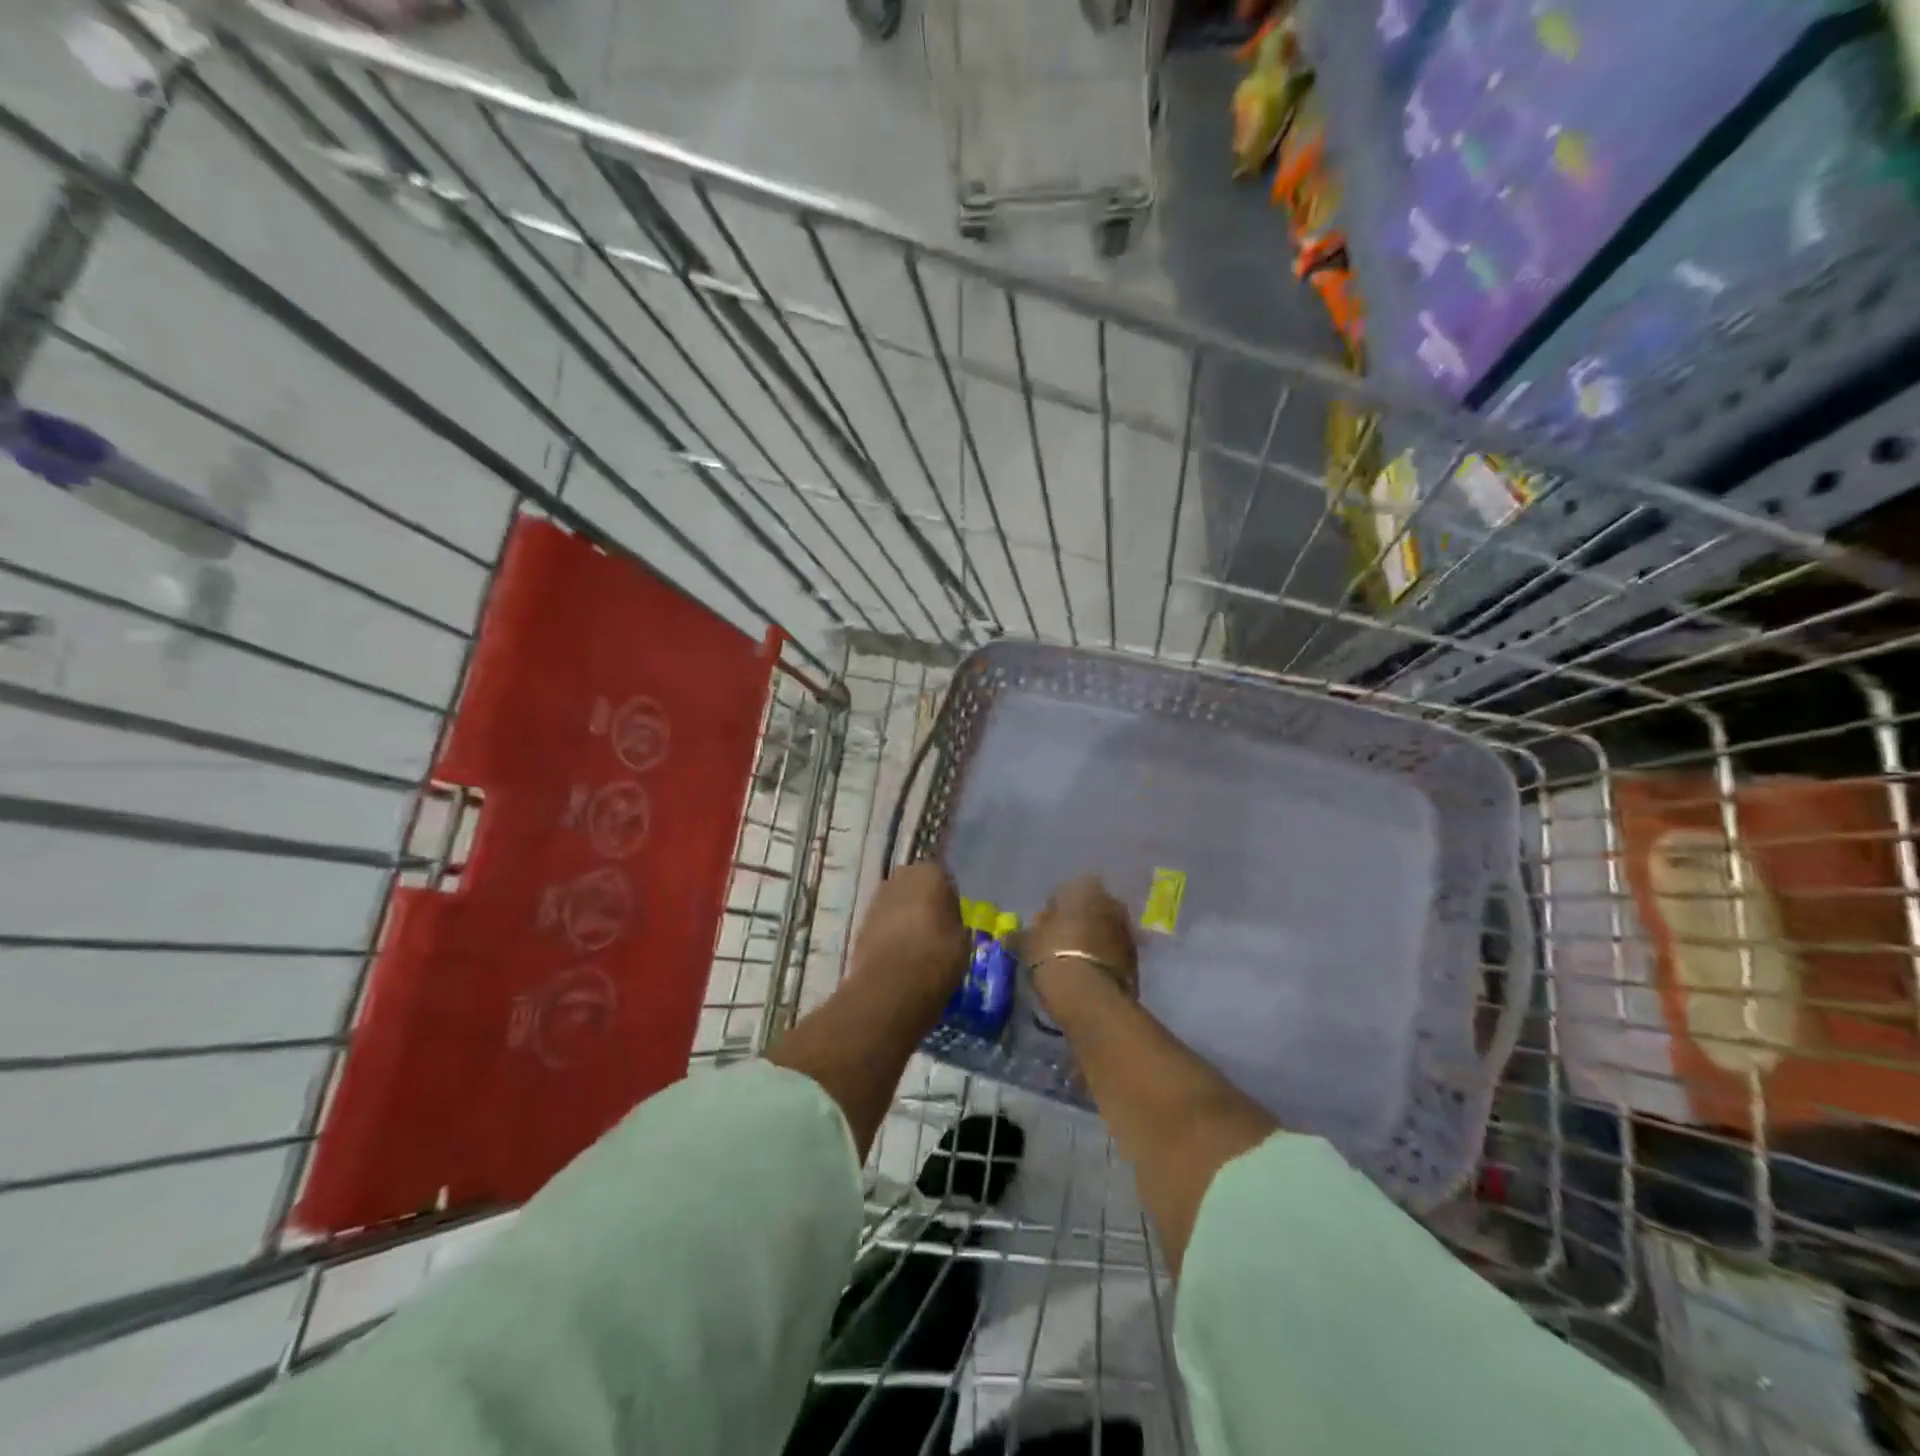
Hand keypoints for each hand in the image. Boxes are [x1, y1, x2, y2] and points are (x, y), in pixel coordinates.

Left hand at [845, 861, 969, 1027]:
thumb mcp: (962, 940)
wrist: (890, 986)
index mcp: (930, 873)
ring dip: (905, 918)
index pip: (944, 878)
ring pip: (897, 904)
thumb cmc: (937, 956)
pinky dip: (889, 934)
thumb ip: (954, 922)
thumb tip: (946, 924)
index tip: (952, 921)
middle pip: (916, 886)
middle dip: (923, 903)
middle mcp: (900, 877)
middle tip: (935, 931)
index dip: (949, 900)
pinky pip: (882, 923)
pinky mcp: (861, 922)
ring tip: (916, 947)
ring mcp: (876, 898)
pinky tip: (898, 956)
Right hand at [1028, 875, 1138, 1009]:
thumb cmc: (1054, 956)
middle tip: (1056, 944)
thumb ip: (1020, 935)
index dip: (1050, 911)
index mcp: (1084, 888)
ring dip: (1090, 940)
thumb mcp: (1028, 944)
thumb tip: (1010, 936)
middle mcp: (1110, 901)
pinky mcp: (1136, 957)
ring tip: (1072, 962)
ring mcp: (1127, 929)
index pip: (1063, 892)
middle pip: (1087, 908)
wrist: (1091, 996)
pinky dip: (1101, 957)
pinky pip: (1113, 950)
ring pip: (1102, 929)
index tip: (1040, 930)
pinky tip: (1087, 974)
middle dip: (1075, 922)